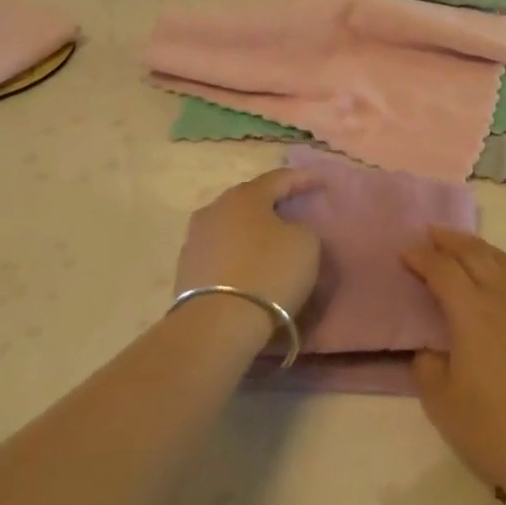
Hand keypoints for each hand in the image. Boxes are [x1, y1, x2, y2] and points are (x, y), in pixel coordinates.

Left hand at [174, 168, 322, 317]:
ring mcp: (196, 239)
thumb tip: (289, 230)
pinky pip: (220, 253)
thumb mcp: (306, 244)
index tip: (319, 182)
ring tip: (270, 240)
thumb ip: (302, 228)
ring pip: (232, 226)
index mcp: (245, 196)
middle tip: (292, 209)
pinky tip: (248, 266)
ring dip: (251, 230)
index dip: (302, 179)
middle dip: (272, 203)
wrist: (217, 325)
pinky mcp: (186, 270)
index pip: (279, 179)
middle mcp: (215, 209)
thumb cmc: (269, 273)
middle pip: (250, 200)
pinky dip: (237, 255)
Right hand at [402, 229, 505, 494]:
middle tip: (433, 233)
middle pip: (475, 253)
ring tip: (466, 247)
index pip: (442, 269)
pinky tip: (502, 283)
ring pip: (504, 262)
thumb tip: (431, 349)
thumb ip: (428, 366)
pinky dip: (505, 271)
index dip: (421, 257)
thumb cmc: (491, 427)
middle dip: (450, 239)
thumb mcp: (441, 401)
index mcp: (471, 310)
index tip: (406, 253)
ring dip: (480, 249)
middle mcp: (504, 296)